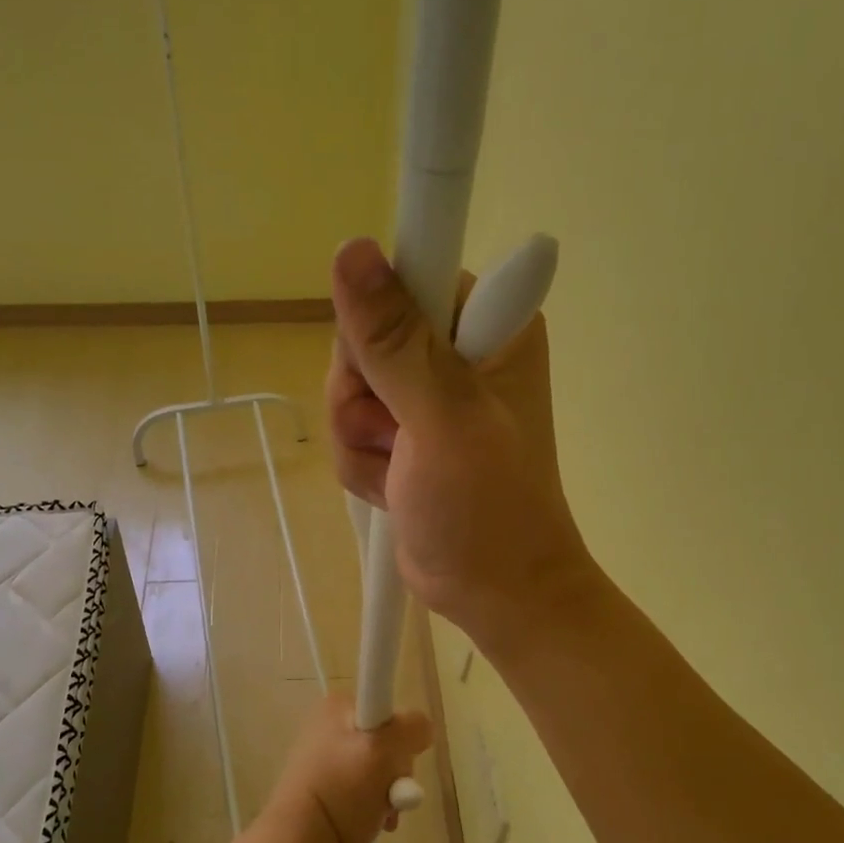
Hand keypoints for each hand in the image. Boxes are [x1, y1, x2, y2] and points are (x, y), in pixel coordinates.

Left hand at [260, 694, 431, 842]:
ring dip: (391, 794)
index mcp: (337, 706)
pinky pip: (366, 789)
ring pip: (381, 769)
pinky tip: (374, 822)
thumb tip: (423, 728)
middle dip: (397, 773)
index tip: (396, 762)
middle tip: (390, 794)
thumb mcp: (382, 751)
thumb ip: (411, 729)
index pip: (390, 710)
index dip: (401, 739)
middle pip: (388, 742)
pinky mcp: (327, 787)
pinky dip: (376, 806)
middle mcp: (330, 725)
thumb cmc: (341, 791)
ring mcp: (327, 758)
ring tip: (382, 815)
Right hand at [325, 236, 599, 652]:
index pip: (411, 276)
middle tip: (398, 436)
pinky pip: (349, 426)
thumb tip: (352, 250)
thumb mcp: (441, 418)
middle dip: (363, 394)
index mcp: (489, 327)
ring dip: (359, 437)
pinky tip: (391, 487)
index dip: (382, 319)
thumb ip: (394, 338)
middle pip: (366, 333)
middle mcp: (457, 350)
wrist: (495, 592)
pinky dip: (360, 462)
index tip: (386, 373)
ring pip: (348, 385)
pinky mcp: (403, 433)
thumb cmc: (486, 509)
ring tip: (399, 471)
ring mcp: (426, 395)